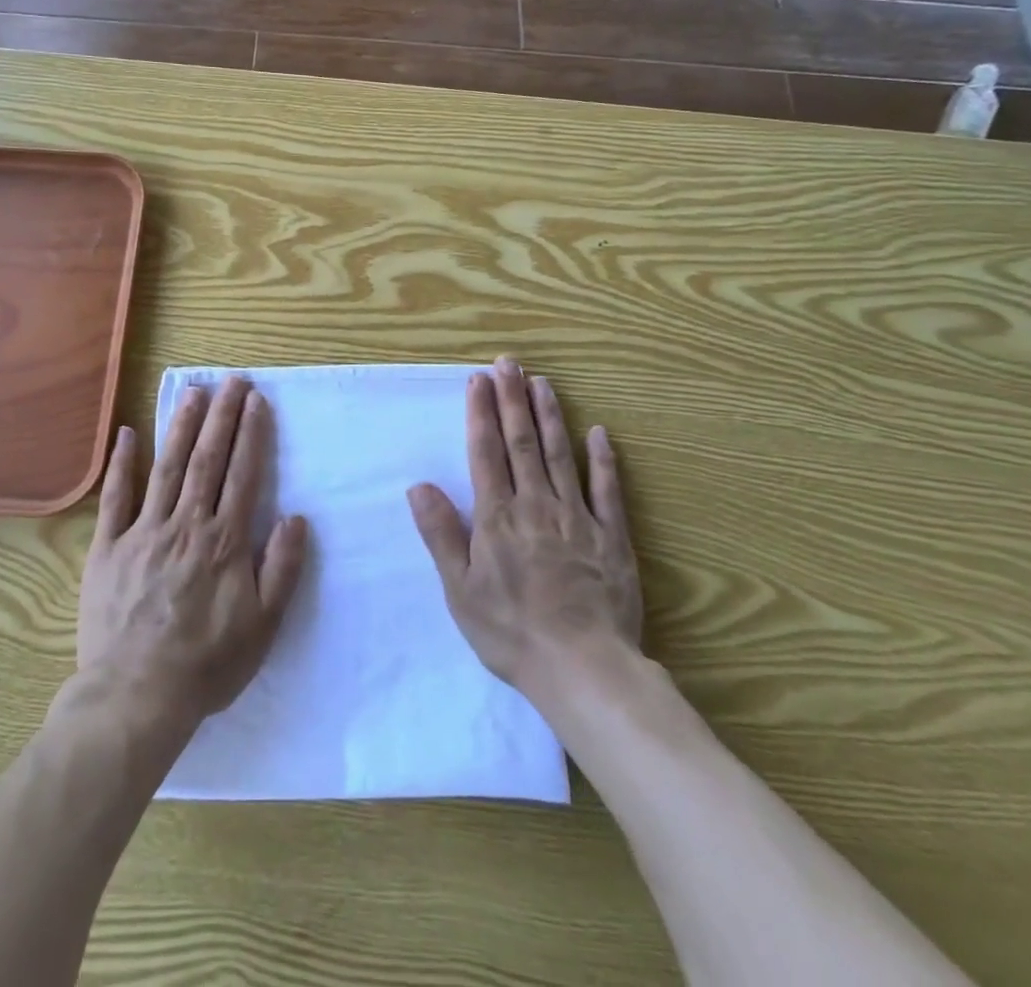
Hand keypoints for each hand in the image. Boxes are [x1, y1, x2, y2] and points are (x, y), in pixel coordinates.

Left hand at [78, 377, 309, 728]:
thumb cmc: (207, 664)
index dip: (252, 434)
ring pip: (167, 468)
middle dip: (222, 416)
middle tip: (232, 379)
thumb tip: (296, 517)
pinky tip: (128, 434)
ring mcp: (143, 531)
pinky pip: (115, 498)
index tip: (257, 400)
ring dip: (182, 426)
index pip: (243, 474)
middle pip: (207, 460)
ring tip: (194, 392)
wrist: (136, 697)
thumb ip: (282, 568)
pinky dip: (123, 464)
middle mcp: (186, 524)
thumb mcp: (263, 625)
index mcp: (224, 540)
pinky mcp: (109, 547)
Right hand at [407, 356, 641, 698]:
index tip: (478, 380)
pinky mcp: (612, 537)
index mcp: (497, 517)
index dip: (481, 413)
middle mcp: (536, 505)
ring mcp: (577, 517)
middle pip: (522, 442)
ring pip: (560, 455)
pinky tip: (599, 433)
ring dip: (550, 416)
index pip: (486, 452)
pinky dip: (603, 459)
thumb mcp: (460, 589)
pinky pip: (607, 490)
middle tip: (509, 363)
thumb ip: (441, 534)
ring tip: (542, 382)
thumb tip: (419, 486)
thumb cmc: (511, 631)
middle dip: (512, 399)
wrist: (582, 667)